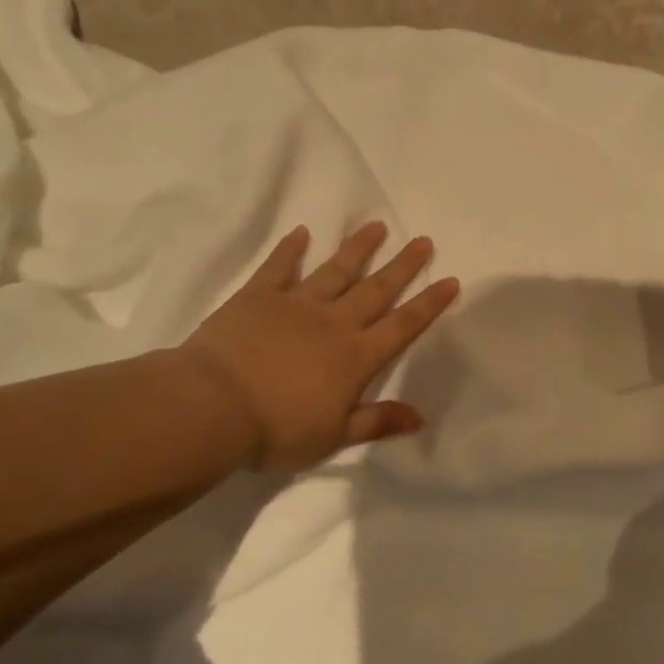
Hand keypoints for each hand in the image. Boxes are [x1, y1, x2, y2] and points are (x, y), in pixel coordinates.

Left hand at [180, 223, 460, 471]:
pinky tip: (301, 233)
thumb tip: (420, 417)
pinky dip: (290, 250)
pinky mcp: (258, 297)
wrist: (213, 407)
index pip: (402, 326)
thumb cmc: (277, 429)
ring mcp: (295, 305)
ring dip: (358, 248)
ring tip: (377, 226)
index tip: (450, 281)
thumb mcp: (333, 436)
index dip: (429, 304)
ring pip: (335, 271)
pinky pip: (279, 268)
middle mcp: (333, 323)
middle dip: (402, 266)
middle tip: (423, 240)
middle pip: (376, 290)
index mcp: (355, 357)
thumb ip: (377, 422)